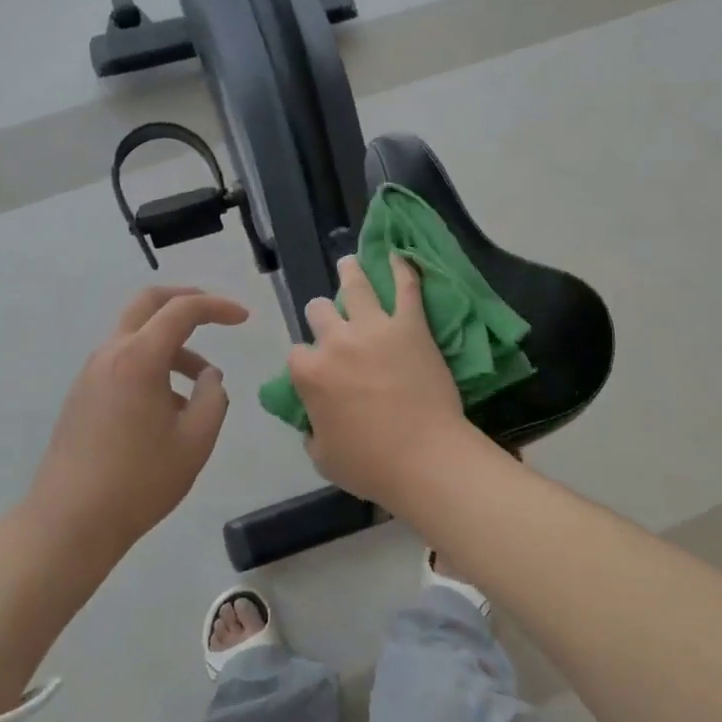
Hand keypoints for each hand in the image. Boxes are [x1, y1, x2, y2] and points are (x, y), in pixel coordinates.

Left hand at [33, 286, 249, 552]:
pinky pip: (123, 362)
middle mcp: (110, 354)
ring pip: (137, 336)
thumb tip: (209, 377)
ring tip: (201, 386)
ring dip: (172, 345)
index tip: (244, 319)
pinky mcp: (82, 395)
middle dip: (186, 301)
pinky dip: (152, 366)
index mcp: (139, 358)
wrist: (70, 522)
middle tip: (217, 315)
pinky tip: (169, 408)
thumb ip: (213, 398)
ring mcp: (91, 374)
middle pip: (148, 304)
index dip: (217, 307)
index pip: (182, 310)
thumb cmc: (140, 481)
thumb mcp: (196, 440)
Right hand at [286, 255, 476, 509]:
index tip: (316, 370)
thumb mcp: (323, 457)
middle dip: (321, 314)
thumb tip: (313, 422)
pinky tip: (398, 255)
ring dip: (350, 272)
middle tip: (331, 317)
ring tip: (349, 263)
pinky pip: (406, 288)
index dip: (306, 361)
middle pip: (319, 312)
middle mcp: (336, 342)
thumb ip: (312, 431)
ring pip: (355, 287)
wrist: (423, 458)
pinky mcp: (410, 326)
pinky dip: (402, 269)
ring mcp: (374, 329)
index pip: (297, 354)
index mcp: (310, 374)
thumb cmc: (370, 465)